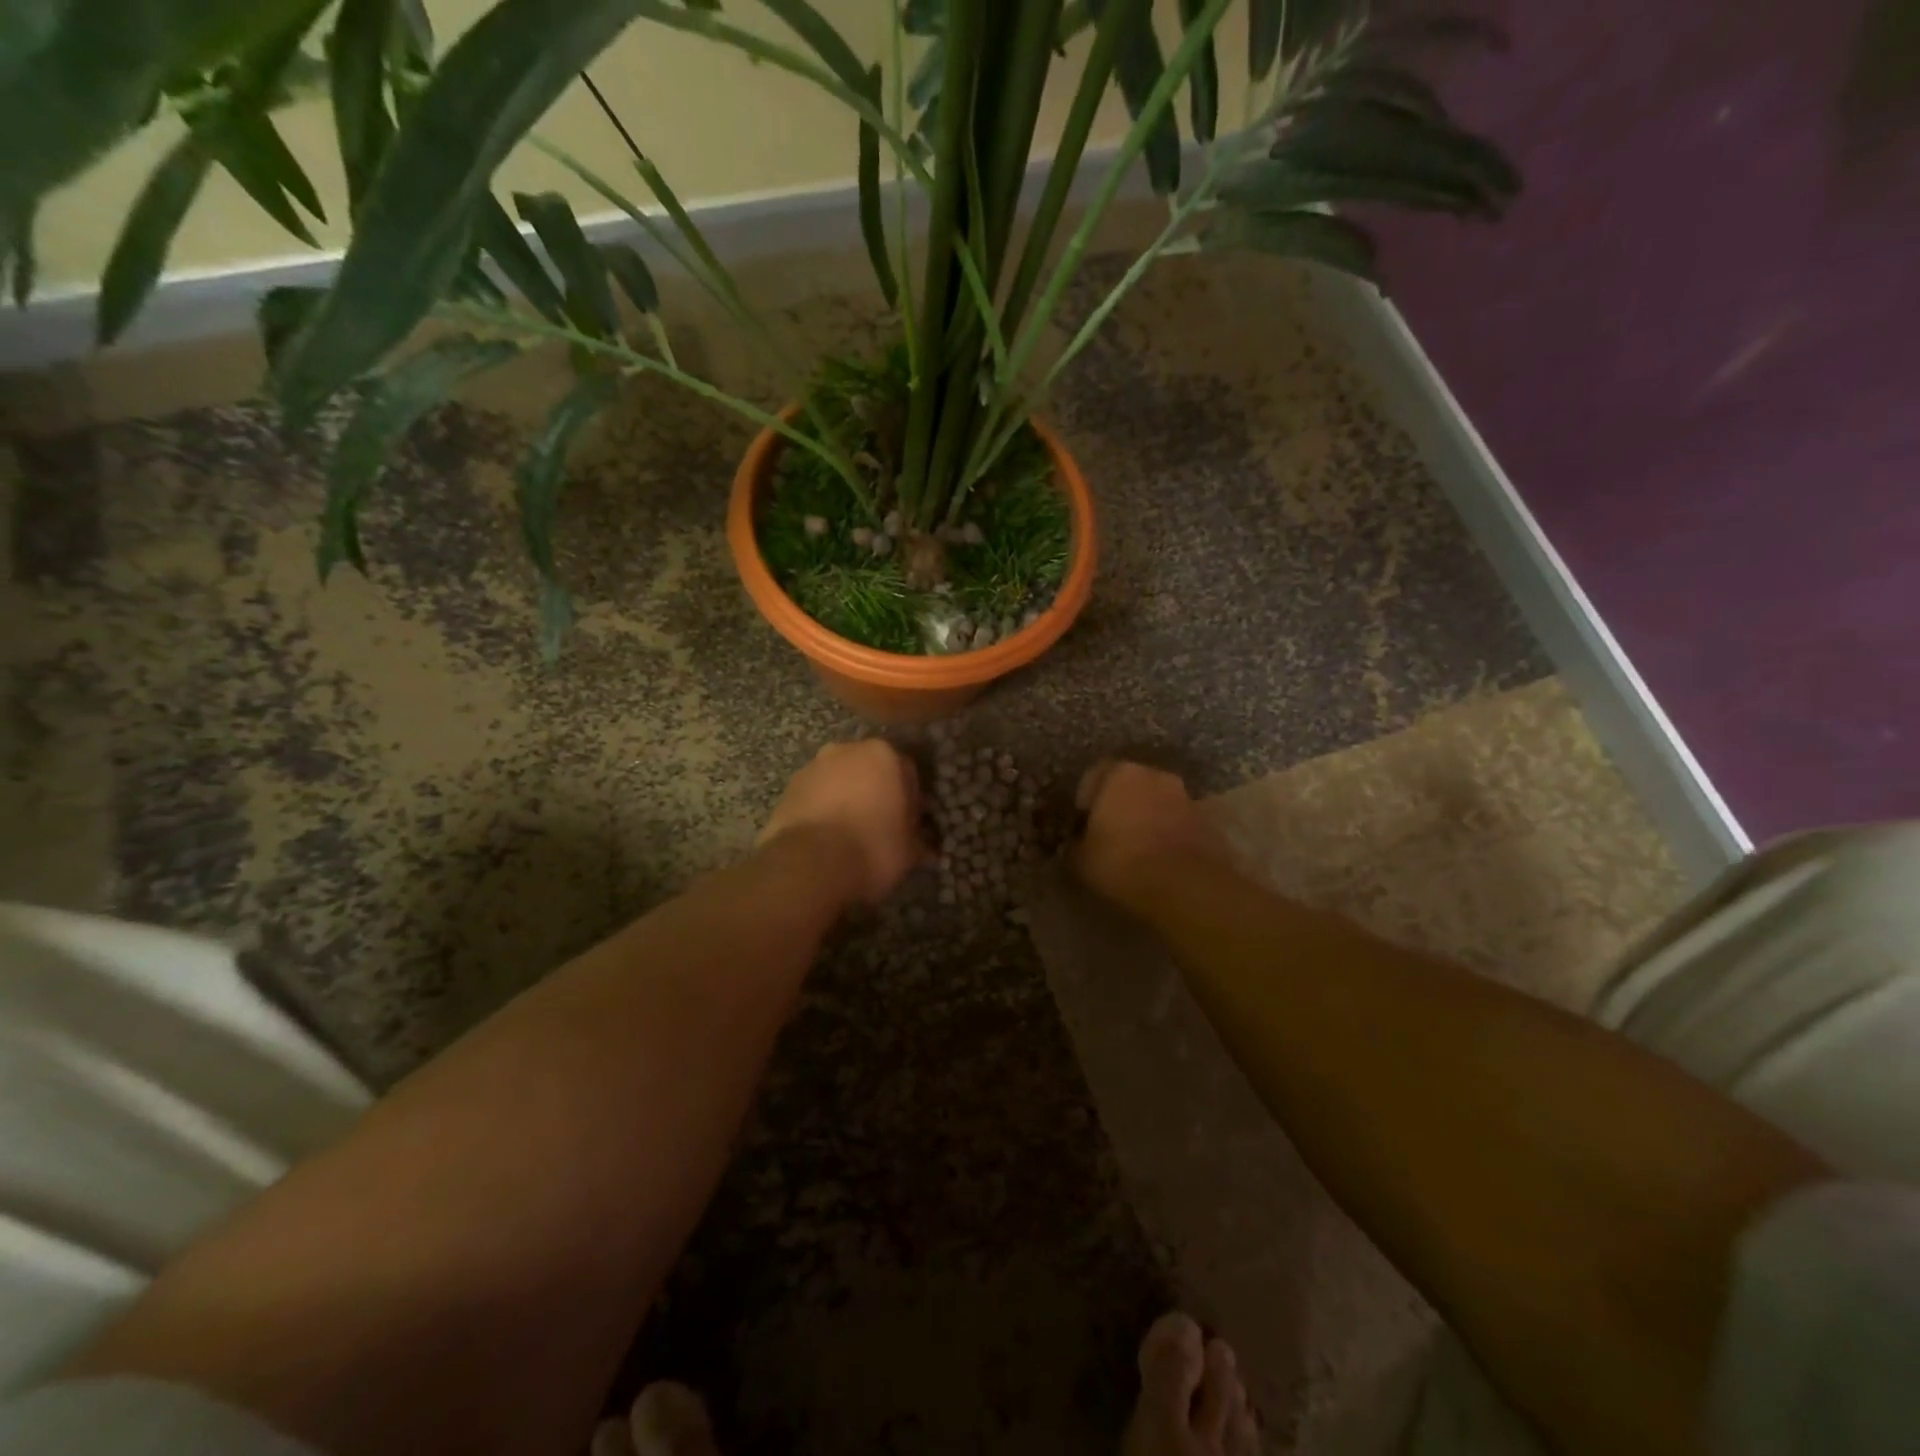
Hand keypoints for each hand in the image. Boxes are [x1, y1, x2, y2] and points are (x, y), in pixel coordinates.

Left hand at [759, 739, 922, 906]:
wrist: (809, 864)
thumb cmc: (872, 848)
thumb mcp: (909, 850)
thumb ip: (915, 840)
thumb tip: (921, 847)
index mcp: (883, 754)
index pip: (906, 772)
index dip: (909, 800)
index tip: (907, 826)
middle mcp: (846, 750)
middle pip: (868, 770)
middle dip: (874, 793)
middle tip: (879, 828)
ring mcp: (812, 768)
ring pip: (838, 781)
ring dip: (845, 800)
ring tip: (848, 836)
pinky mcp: (787, 790)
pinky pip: (814, 798)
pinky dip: (821, 811)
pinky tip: (825, 840)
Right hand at [1071, 760, 1230, 906]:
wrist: (1188, 887)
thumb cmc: (1123, 863)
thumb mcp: (1080, 860)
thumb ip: (1075, 845)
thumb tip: (1076, 844)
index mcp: (1120, 774)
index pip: (1094, 775)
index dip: (1085, 800)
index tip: (1081, 824)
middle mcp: (1154, 775)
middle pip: (1129, 786)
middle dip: (1119, 805)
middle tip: (1108, 835)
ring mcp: (1185, 796)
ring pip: (1156, 803)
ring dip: (1146, 819)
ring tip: (1136, 851)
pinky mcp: (1207, 821)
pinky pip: (1177, 823)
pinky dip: (1168, 835)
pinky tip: (1160, 861)